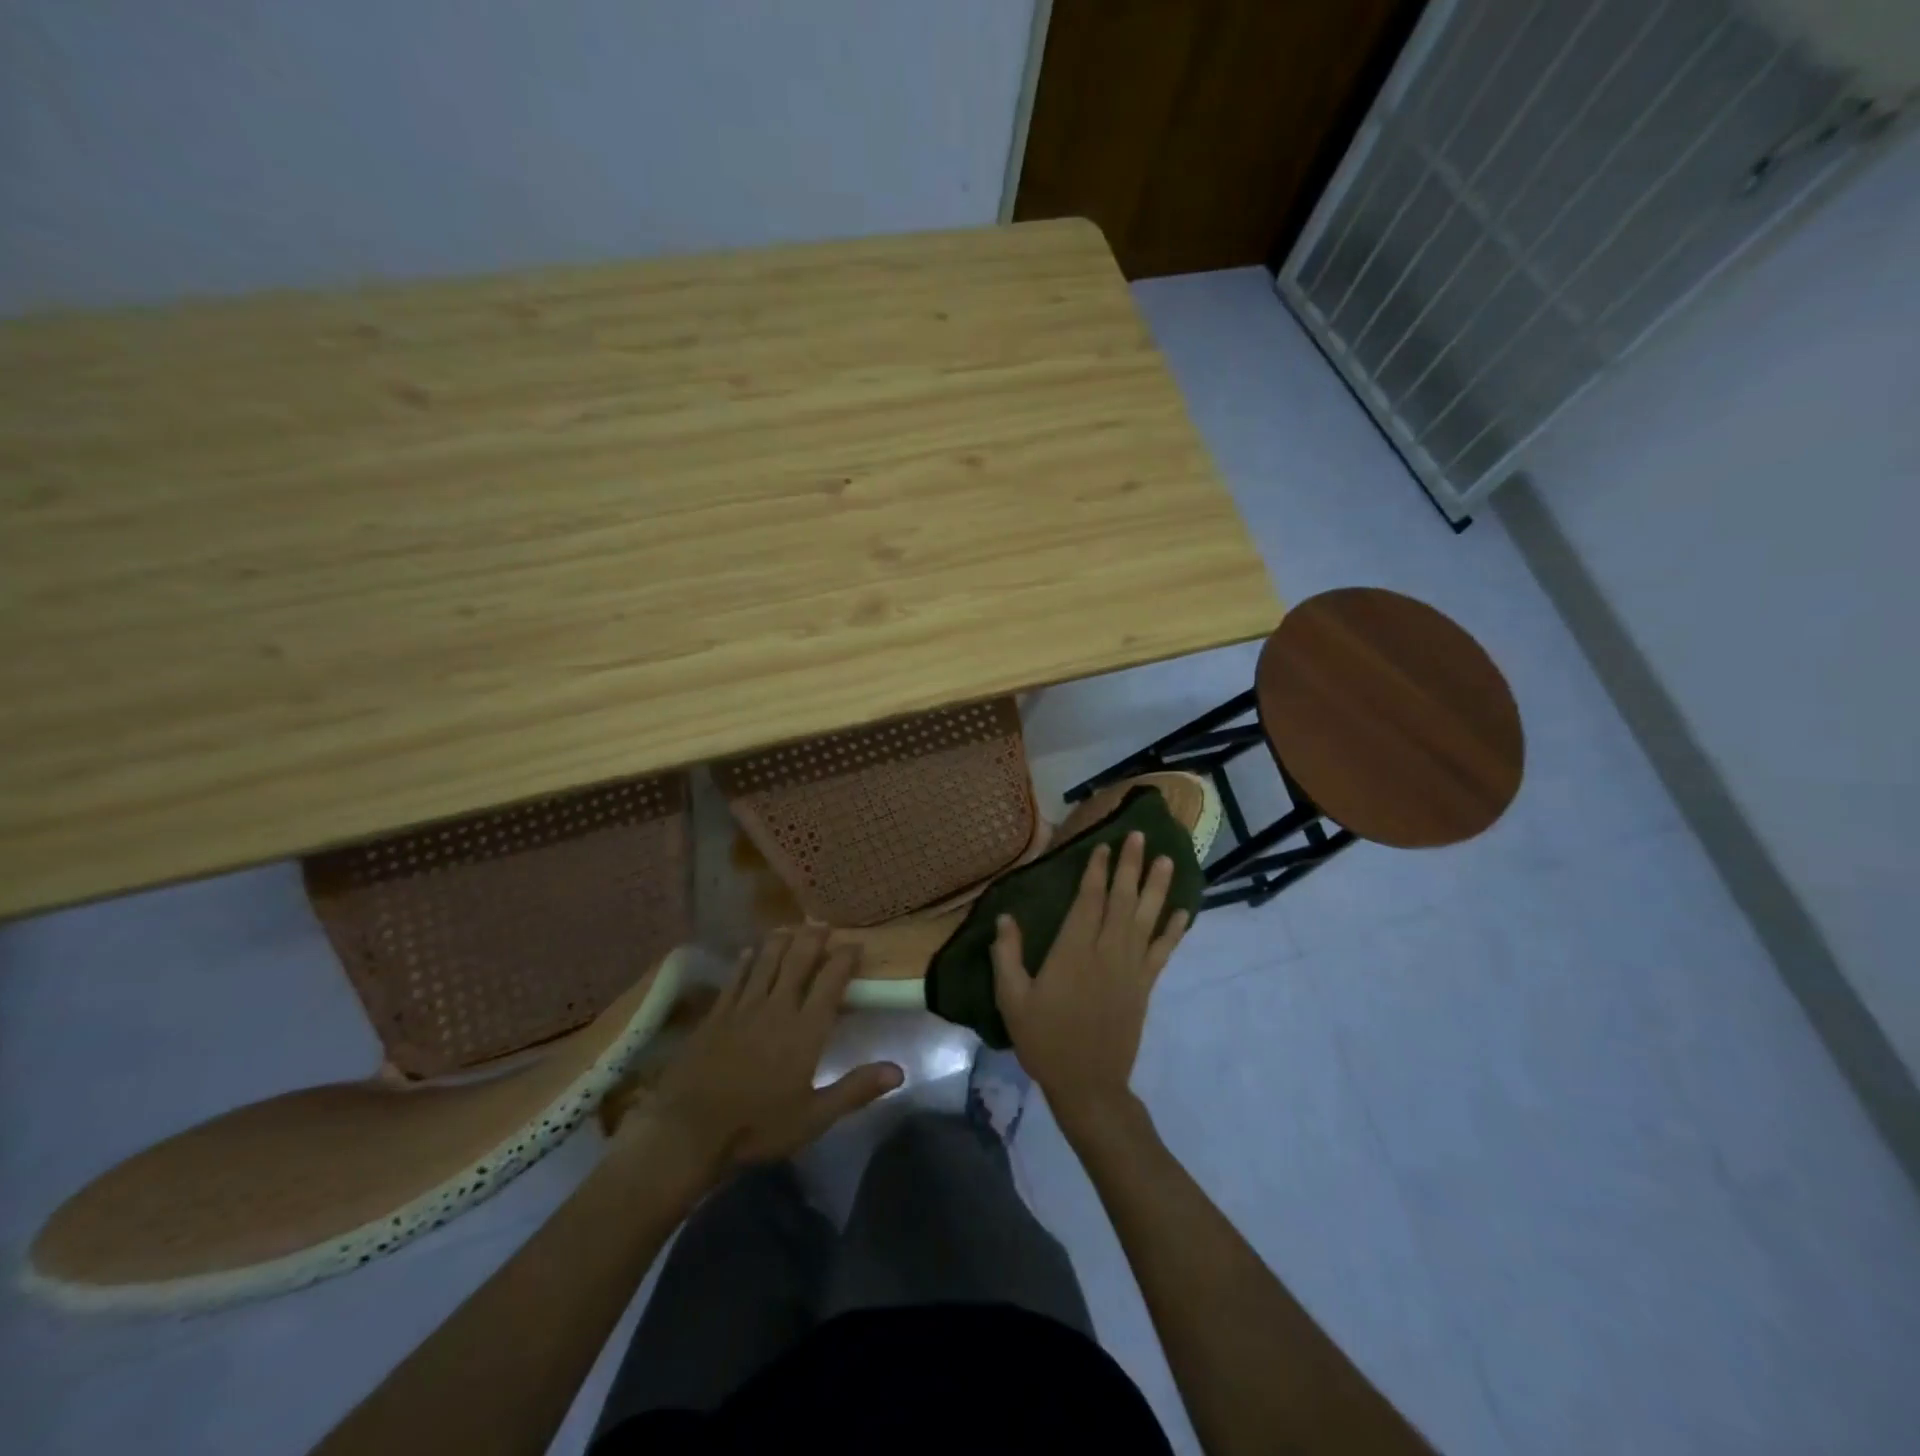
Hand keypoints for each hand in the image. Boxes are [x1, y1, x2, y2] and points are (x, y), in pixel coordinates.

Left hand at [635, 930, 902, 1176]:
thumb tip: (899, 1071)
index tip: (855, 944)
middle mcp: (777, 1008)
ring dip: (780, 942)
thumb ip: (855, 1090)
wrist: (689, 1131)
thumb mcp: (814, 1117)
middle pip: (798, 962)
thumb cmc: (757, 1127)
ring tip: (790, 927)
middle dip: (813, 940)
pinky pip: (735, 978)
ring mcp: (743, 1008)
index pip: (830, 982)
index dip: (844, 959)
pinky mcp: (715, 1015)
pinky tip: (749, 952)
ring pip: (765, 962)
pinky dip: (745, 962)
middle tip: (822, 924)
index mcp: (805, 1029)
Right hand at [991, 831, 1189, 1123]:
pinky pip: (1162, 952)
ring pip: (1146, 919)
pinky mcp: (1144, 986)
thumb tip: (1005, 917)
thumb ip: (1007, 956)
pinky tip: (1182, 912)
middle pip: (1122, 900)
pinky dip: (1173, 931)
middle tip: (1140, 836)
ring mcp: (1131, 969)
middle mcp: (1107, 952)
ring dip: (1158, 888)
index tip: (1103, 846)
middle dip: (1131, 866)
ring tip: (1168, 859)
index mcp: (1073, 952)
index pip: (1089, 901)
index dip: (1096, 872)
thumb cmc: (1045, 1040)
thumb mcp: (1012, 1000)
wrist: (1088, 1085)